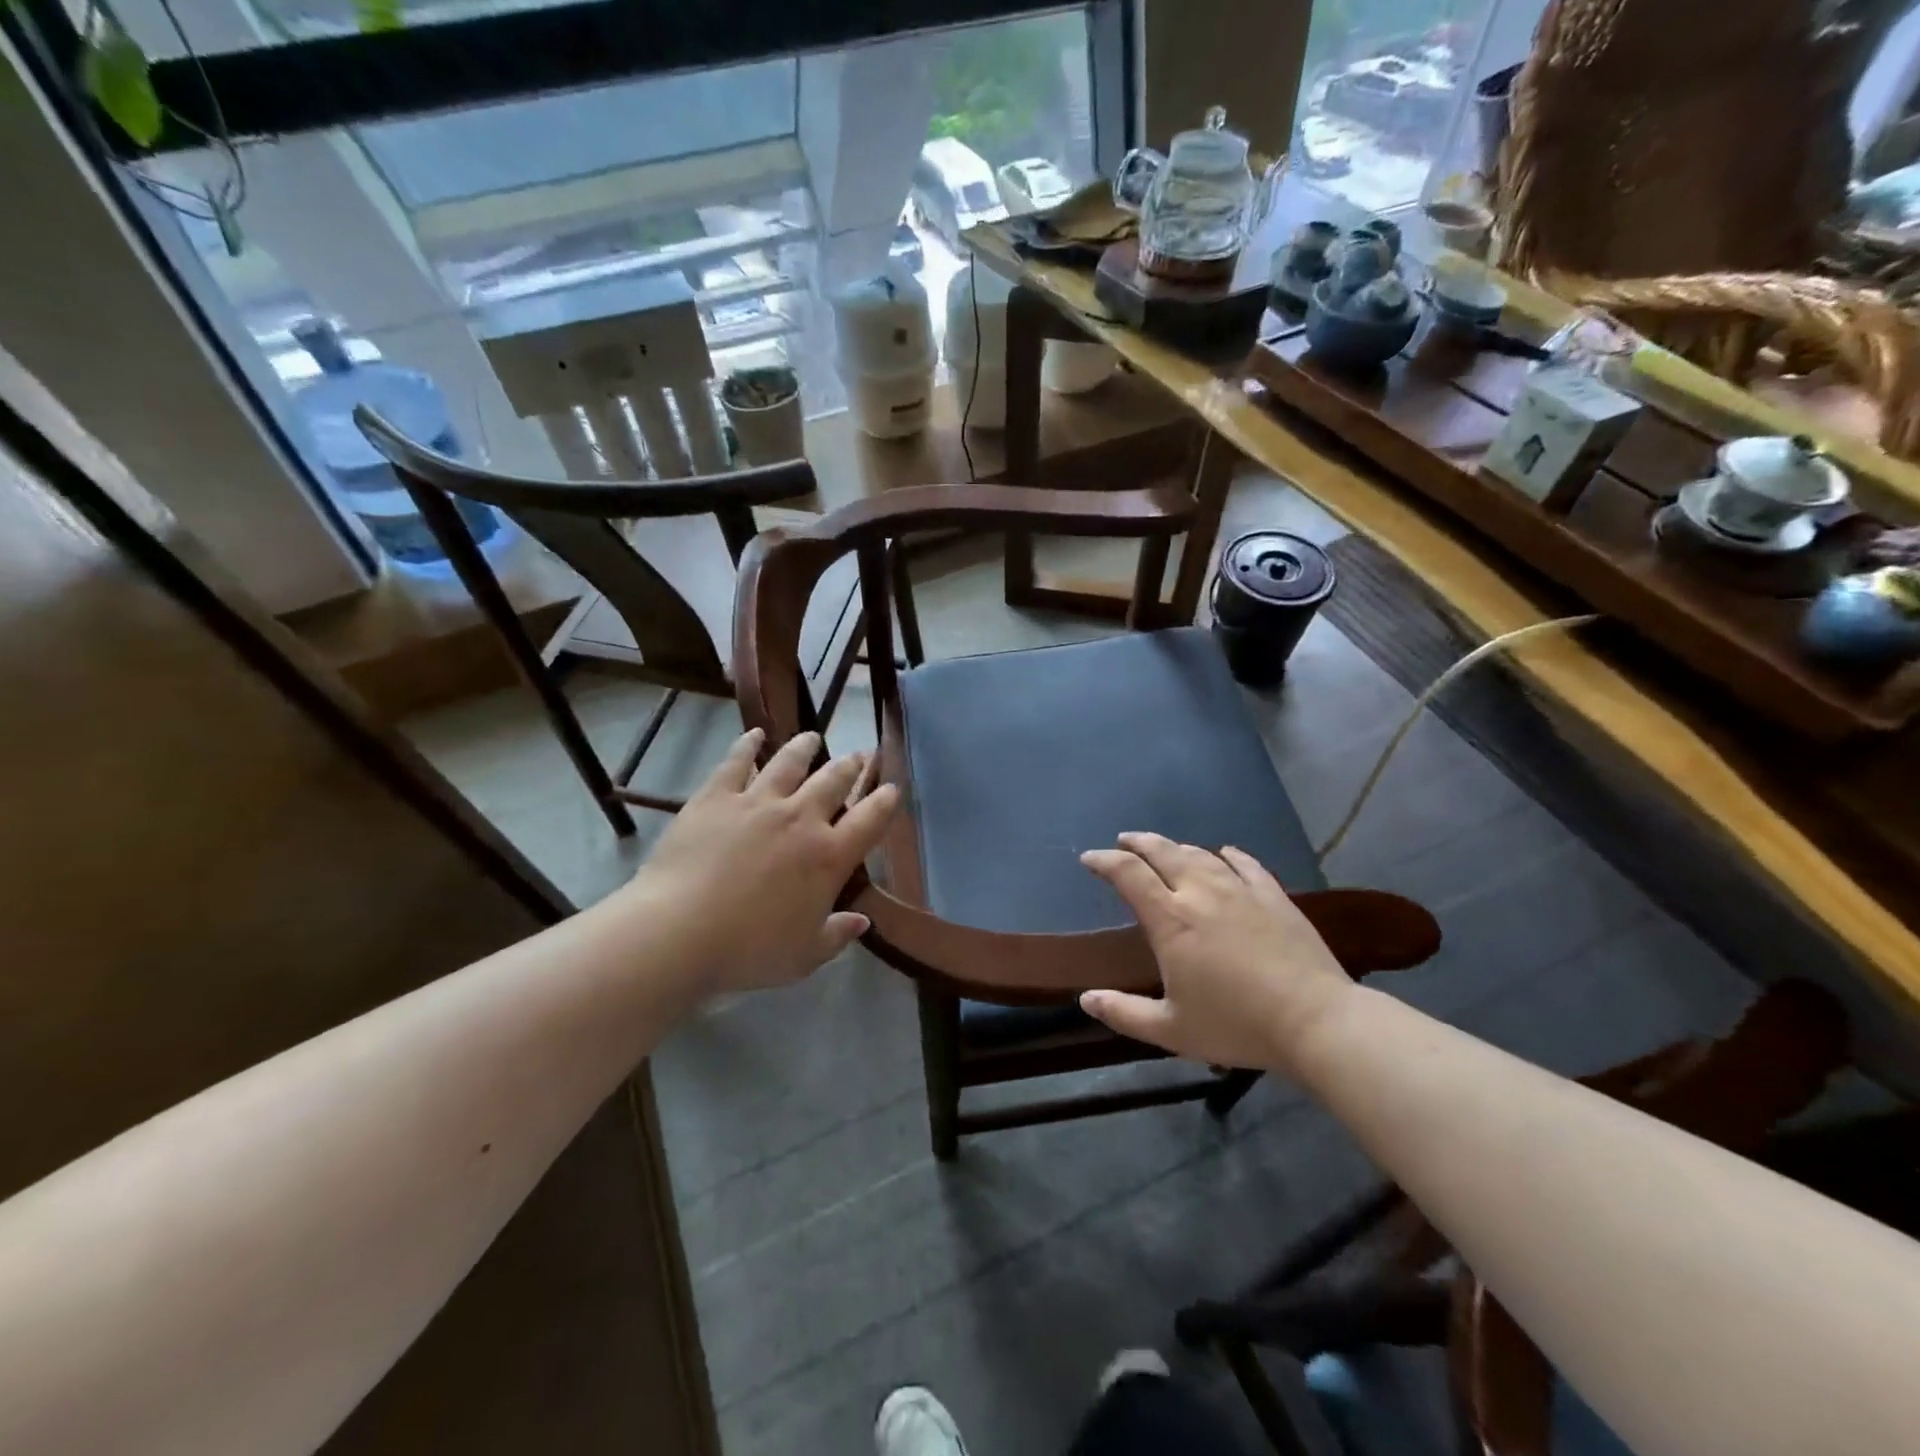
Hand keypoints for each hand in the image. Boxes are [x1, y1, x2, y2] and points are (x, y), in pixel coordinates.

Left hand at [623, 729, 897, 998]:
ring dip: (805, 747)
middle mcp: (801, 819)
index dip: (885, 801)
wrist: (679, 932)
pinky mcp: (716, 797)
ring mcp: (758, 802)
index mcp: (829, 857)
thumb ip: (837, 934)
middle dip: (851, 765)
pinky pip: (737, 762)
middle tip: (859, 754)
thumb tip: (862, 922)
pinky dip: (748, 745)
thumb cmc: (749, 950)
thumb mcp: (804, 955)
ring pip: (790, 762)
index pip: (870, 820)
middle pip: (834, 781)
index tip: (892, 788)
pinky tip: (755, 735)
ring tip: (813, 738)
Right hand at [1077, 833, 1353, 1071]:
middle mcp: (1201, 893)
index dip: (1104, 861)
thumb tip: (1085, 1000)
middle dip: (1138, 842)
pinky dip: (1228, 854)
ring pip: (1200, 854)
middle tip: (1124, 841)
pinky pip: (1245, 863)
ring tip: (1165, 849)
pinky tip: (1225, 852)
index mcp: (1171, 919)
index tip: (1089, 858)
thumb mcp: (1171, 1030)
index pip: (1128, 874)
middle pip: (1162, 852)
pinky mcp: (1273, 896)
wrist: (1315, 1021)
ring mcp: (1240, 890)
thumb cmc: (1237, 1026)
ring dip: (1176, 846)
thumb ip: (1124, 1013)